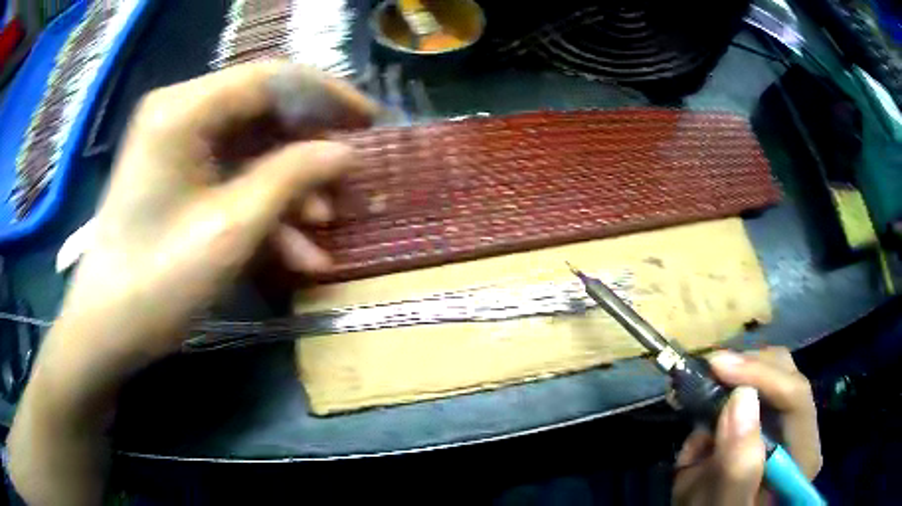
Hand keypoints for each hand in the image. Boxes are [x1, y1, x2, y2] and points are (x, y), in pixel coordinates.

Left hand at [9, 62, 376, 504]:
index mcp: (184, 109)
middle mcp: (180, 113)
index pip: (270, 77)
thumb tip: (346, 152)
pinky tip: (293, 252)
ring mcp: (177, 146)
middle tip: (348, 180)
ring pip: (250, 150)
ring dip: (289, 189)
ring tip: (324, 230)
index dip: (327, 95)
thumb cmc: (158, 281)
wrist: (107, 330)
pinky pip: (230, 178)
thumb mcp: (231, 230)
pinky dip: (262, 209)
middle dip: (308, 149)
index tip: (371, 121)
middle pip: (262, 112)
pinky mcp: (176, 177)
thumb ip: (292, 178)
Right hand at [672, 347, 821, 504]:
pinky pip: (750, 388)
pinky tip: (706, 419)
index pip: (796, 397)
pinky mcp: (768, 420)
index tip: (717, 367)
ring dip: (733, 382)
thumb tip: (740, 399)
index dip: (760, 374)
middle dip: (745, 371)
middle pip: (786, 374)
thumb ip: (737, 468)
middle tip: (707, 372)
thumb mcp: (725, 505)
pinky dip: (725, 394)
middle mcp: (802, 431)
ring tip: (702, 402)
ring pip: (769, 373)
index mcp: (803, 455)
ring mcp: (787, 423)